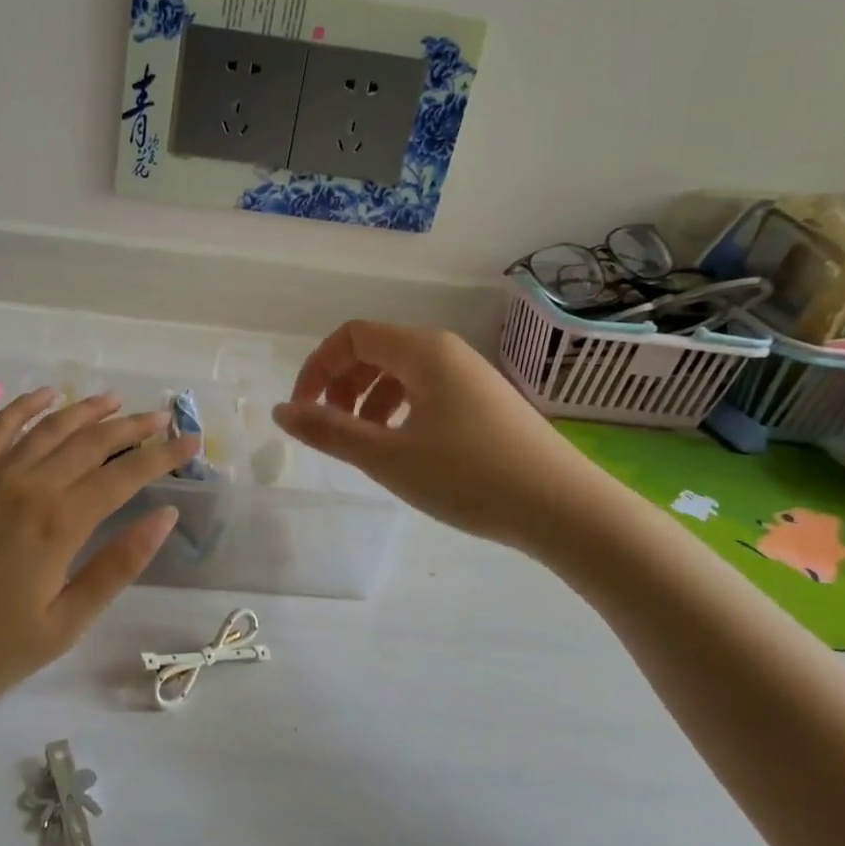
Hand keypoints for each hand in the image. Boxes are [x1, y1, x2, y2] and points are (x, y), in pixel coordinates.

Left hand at [0, 390, 198, 712]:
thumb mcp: (66, 623)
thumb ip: (118, 565)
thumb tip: (165, 516)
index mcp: (60, 523)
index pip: (125, 475)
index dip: (164, 457)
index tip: (192, 443)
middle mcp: (29, 487)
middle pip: (91, 442)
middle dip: (133, 426)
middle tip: (163, 417)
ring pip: (48, 428)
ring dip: (86, 410)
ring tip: (116, 400)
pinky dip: (22, 407)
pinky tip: (45, 396)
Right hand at [273, 321, 601, 552]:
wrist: (564, 509)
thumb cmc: (468, 476)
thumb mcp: (387, 457)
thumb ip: (328, 431)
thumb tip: (280, 411)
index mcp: (422, 351)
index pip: (352, 336)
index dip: (317, 368)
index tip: (302, 411)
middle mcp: (446, 351)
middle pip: (375, 350)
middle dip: (341, 385)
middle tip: (330, 429)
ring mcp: (470, 375)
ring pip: (401, 372)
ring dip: (368, 400)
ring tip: (363, 444)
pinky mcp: (485, 402)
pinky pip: (427, 391)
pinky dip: (399, 410)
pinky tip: (403, 448)